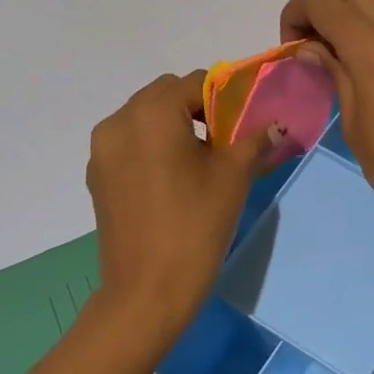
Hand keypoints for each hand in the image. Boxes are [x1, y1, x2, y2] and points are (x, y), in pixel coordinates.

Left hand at [86, 72, 275, 333]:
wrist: (148, 290)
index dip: (227, 96)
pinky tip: (175, 180)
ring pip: (145, 119)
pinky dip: (154, 148)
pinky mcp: (98, 177)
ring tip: (201, 162)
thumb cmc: (196, 225)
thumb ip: (254, 139)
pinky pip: (130, 144)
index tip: (246, 121)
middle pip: (165, 95)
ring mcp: (102, 151)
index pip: (196, 82)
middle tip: (226, 141)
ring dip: (175, 127)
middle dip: (198, 109)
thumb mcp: (234, 176)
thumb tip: (275, 125)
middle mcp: (118, 122)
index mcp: (151, 113)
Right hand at [281, 0, 373, 246]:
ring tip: (341, 53)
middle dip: (324, 4)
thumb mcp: (353, 122)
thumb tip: (311, 46)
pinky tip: (373, 66)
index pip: (324, 0)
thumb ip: (333, 72)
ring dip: (354, 12)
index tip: (291, 46)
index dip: (296, 13)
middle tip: (312, 43)